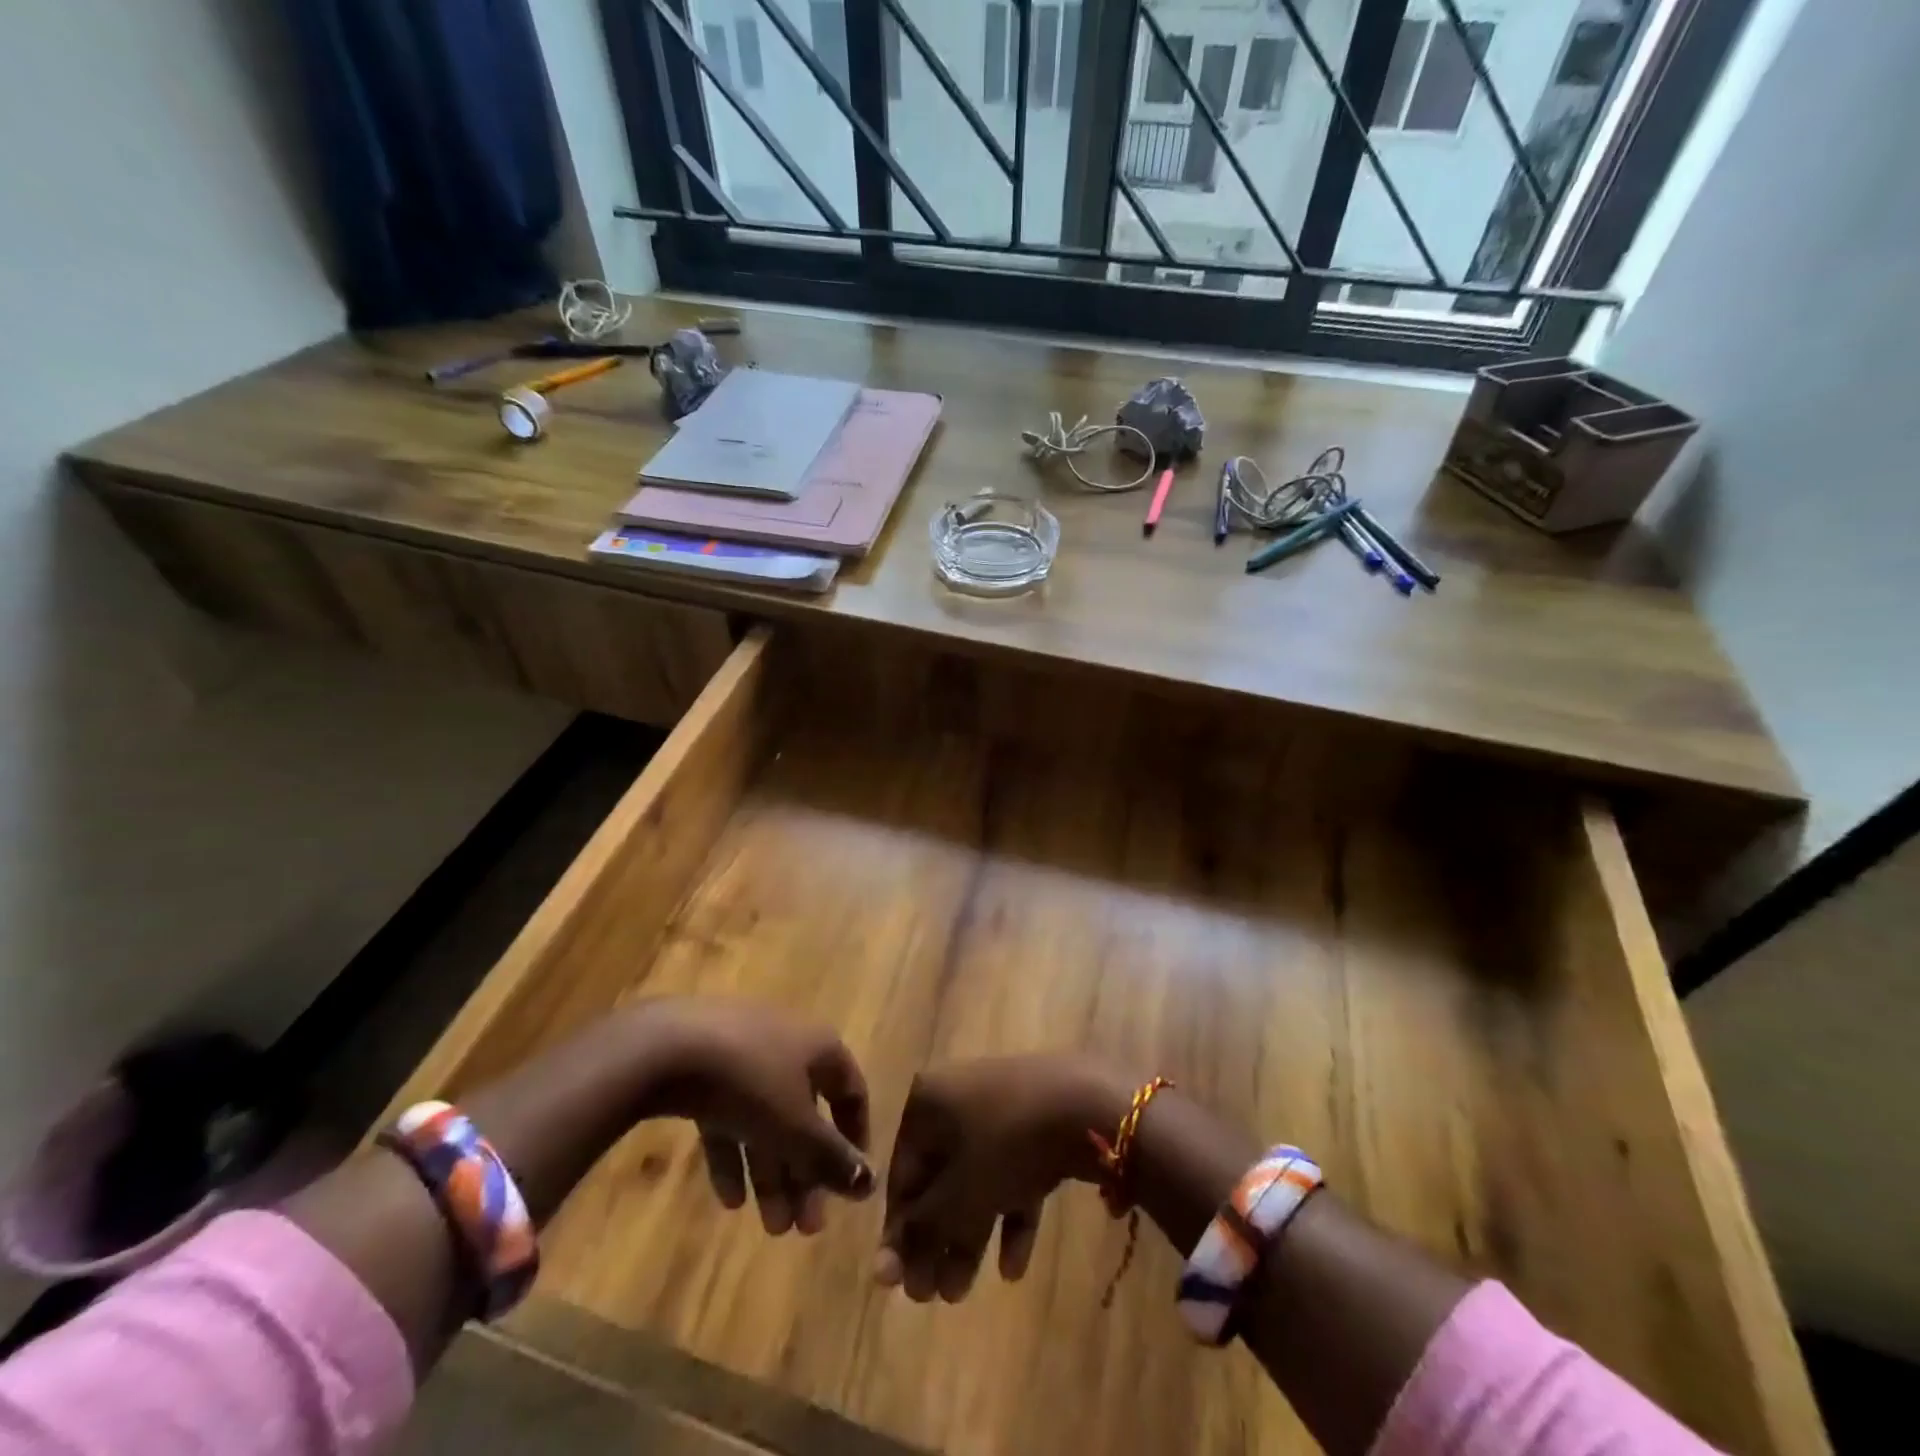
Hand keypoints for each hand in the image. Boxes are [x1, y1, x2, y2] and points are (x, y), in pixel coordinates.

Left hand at [640, 1000, 872, 1235]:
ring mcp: (744, 1054)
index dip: (855, 1139)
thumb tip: (871, 1183)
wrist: (666, 1047)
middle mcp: (788, 1044)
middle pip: (806, 1115)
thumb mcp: (796, 1127)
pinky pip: (730, 1115)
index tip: (850, 1184)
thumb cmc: (749, 1081)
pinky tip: (729, 1199)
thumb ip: (832, 1158)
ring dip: (773, 1173)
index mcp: (819, 1047)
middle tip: (804, 1228)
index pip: (850, 1093)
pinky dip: (734, 1154)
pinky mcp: (705, 1068)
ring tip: (769, 1228)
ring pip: (767, 1120)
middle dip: (806, 1174)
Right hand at [876, 1053, 1126, 1301]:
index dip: (900, 1231)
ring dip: (967, 1234)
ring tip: (961, 1293)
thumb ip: (921, 1232)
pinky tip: (1013, 1267)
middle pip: (939, 1177)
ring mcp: (1001, 1107)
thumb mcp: (959, 1194)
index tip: (900, 1285)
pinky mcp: (1036, 1123)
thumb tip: (881, 1271)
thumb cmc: (1007, 1143)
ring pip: (976, 1179)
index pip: (902, 1173)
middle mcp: (958, 1097)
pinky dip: (1008, 1214)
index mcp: (928, 1100)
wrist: (1086, 1104)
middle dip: (936, 1238)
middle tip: (932, 1295)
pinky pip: (1012, 1172)